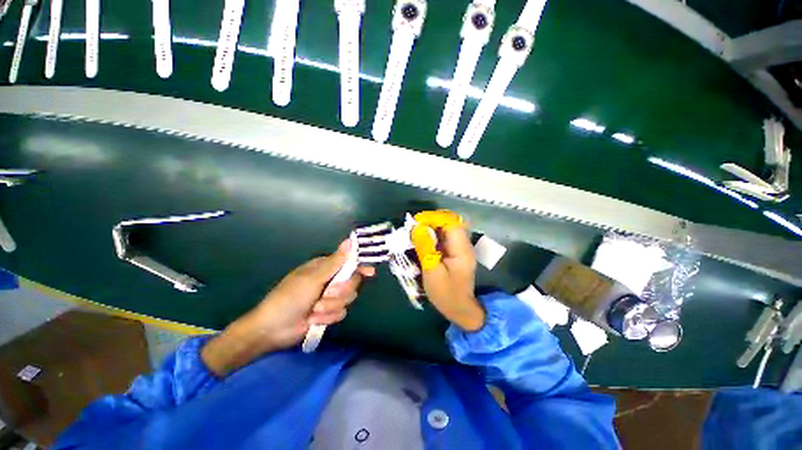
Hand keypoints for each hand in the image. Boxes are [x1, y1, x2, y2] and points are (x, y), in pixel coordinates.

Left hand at [202, 240, 373, 375]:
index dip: (360, 266)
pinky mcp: (329, 312)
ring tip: (315, 310)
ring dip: (331, 306)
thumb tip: (350, 240)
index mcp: (325, 267)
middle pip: (352, 282)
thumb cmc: (290, 298)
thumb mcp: (313, 278)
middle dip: (340, 291)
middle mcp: (330, 280)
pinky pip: (340, 313)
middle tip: (327, 294)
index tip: (370, 272)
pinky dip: (328, 317)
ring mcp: (330, 297)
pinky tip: (314, 319)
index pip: (349, 262)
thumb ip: (336, 261)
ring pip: (348, 299)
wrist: (273, 329)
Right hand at [414, 223, 485, 331]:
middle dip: (431, 221)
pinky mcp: (456, 251)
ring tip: (416, 232)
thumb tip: (417, 228)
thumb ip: (425, 248)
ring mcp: (461, 247)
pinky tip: (423, 240)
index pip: (451, 222)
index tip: (417, 222)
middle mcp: (464, 244)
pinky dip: (434, 234)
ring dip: (432, 227)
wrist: (460, 308)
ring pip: (447, 228)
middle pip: (450, 222)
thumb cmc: (446, 294)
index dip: (434, 218)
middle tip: (414, 227)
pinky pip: (445, 236)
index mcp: (461, 249)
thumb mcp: (432, 272)